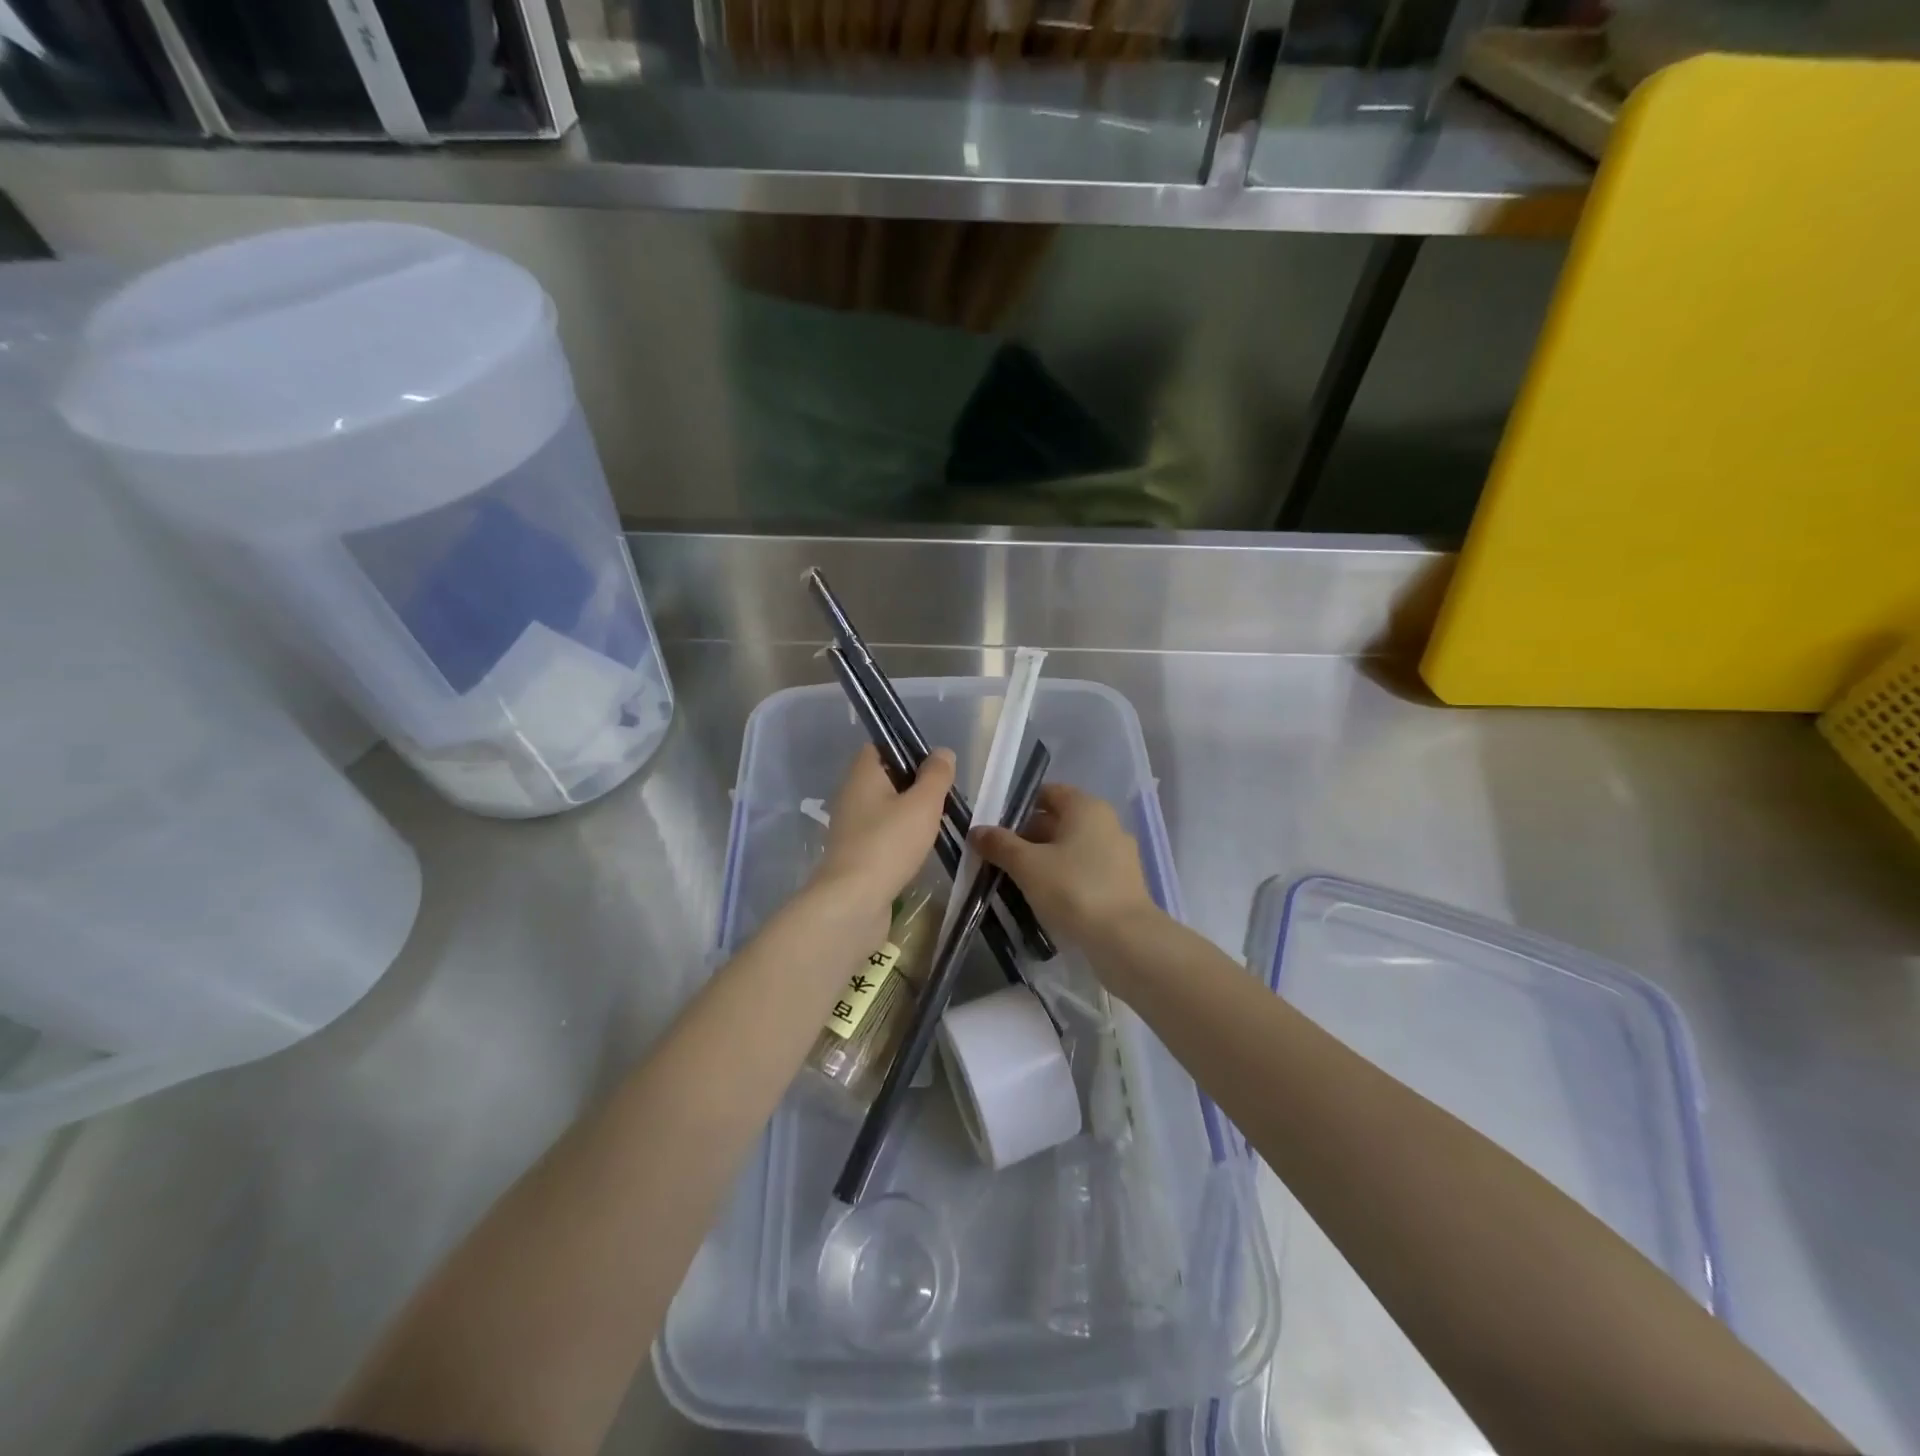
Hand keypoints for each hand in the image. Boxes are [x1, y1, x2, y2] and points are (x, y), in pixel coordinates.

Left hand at [811, 744, 954, 915]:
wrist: (853, 902)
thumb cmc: (889, 843)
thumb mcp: (923, 804)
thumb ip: (936, 776)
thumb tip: (942, 753)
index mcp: (862, 774)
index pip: (881, 746)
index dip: (908, 750)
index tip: (935, 766)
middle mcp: (851, 795)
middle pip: (886, 778)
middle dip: (915, 786)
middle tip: (944, 798)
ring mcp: (850, 827)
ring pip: (885, 809)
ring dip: (910, 815)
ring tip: (938, 824)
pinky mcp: (855, 855)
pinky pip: (882, 836)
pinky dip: (901, 839)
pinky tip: (920, 850)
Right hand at [970, 782, 1157, 947]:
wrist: (1125, 940)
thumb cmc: (1073, 890)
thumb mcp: (1027, 865)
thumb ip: (1000, 845)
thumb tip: (977, 831)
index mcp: (1086, 807)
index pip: (1048, 793)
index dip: (1018, 808)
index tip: (996, 831)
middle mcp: (1107, 823)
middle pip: (1059, 821)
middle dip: (1027, 838)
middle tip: (1000, 860)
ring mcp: (1118, 854)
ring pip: (1071, 849)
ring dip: (1044, 861)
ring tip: (1017, 883)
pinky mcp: (1122, 884)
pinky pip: (1085, 871)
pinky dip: (1064, 879)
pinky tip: (1046, 900)